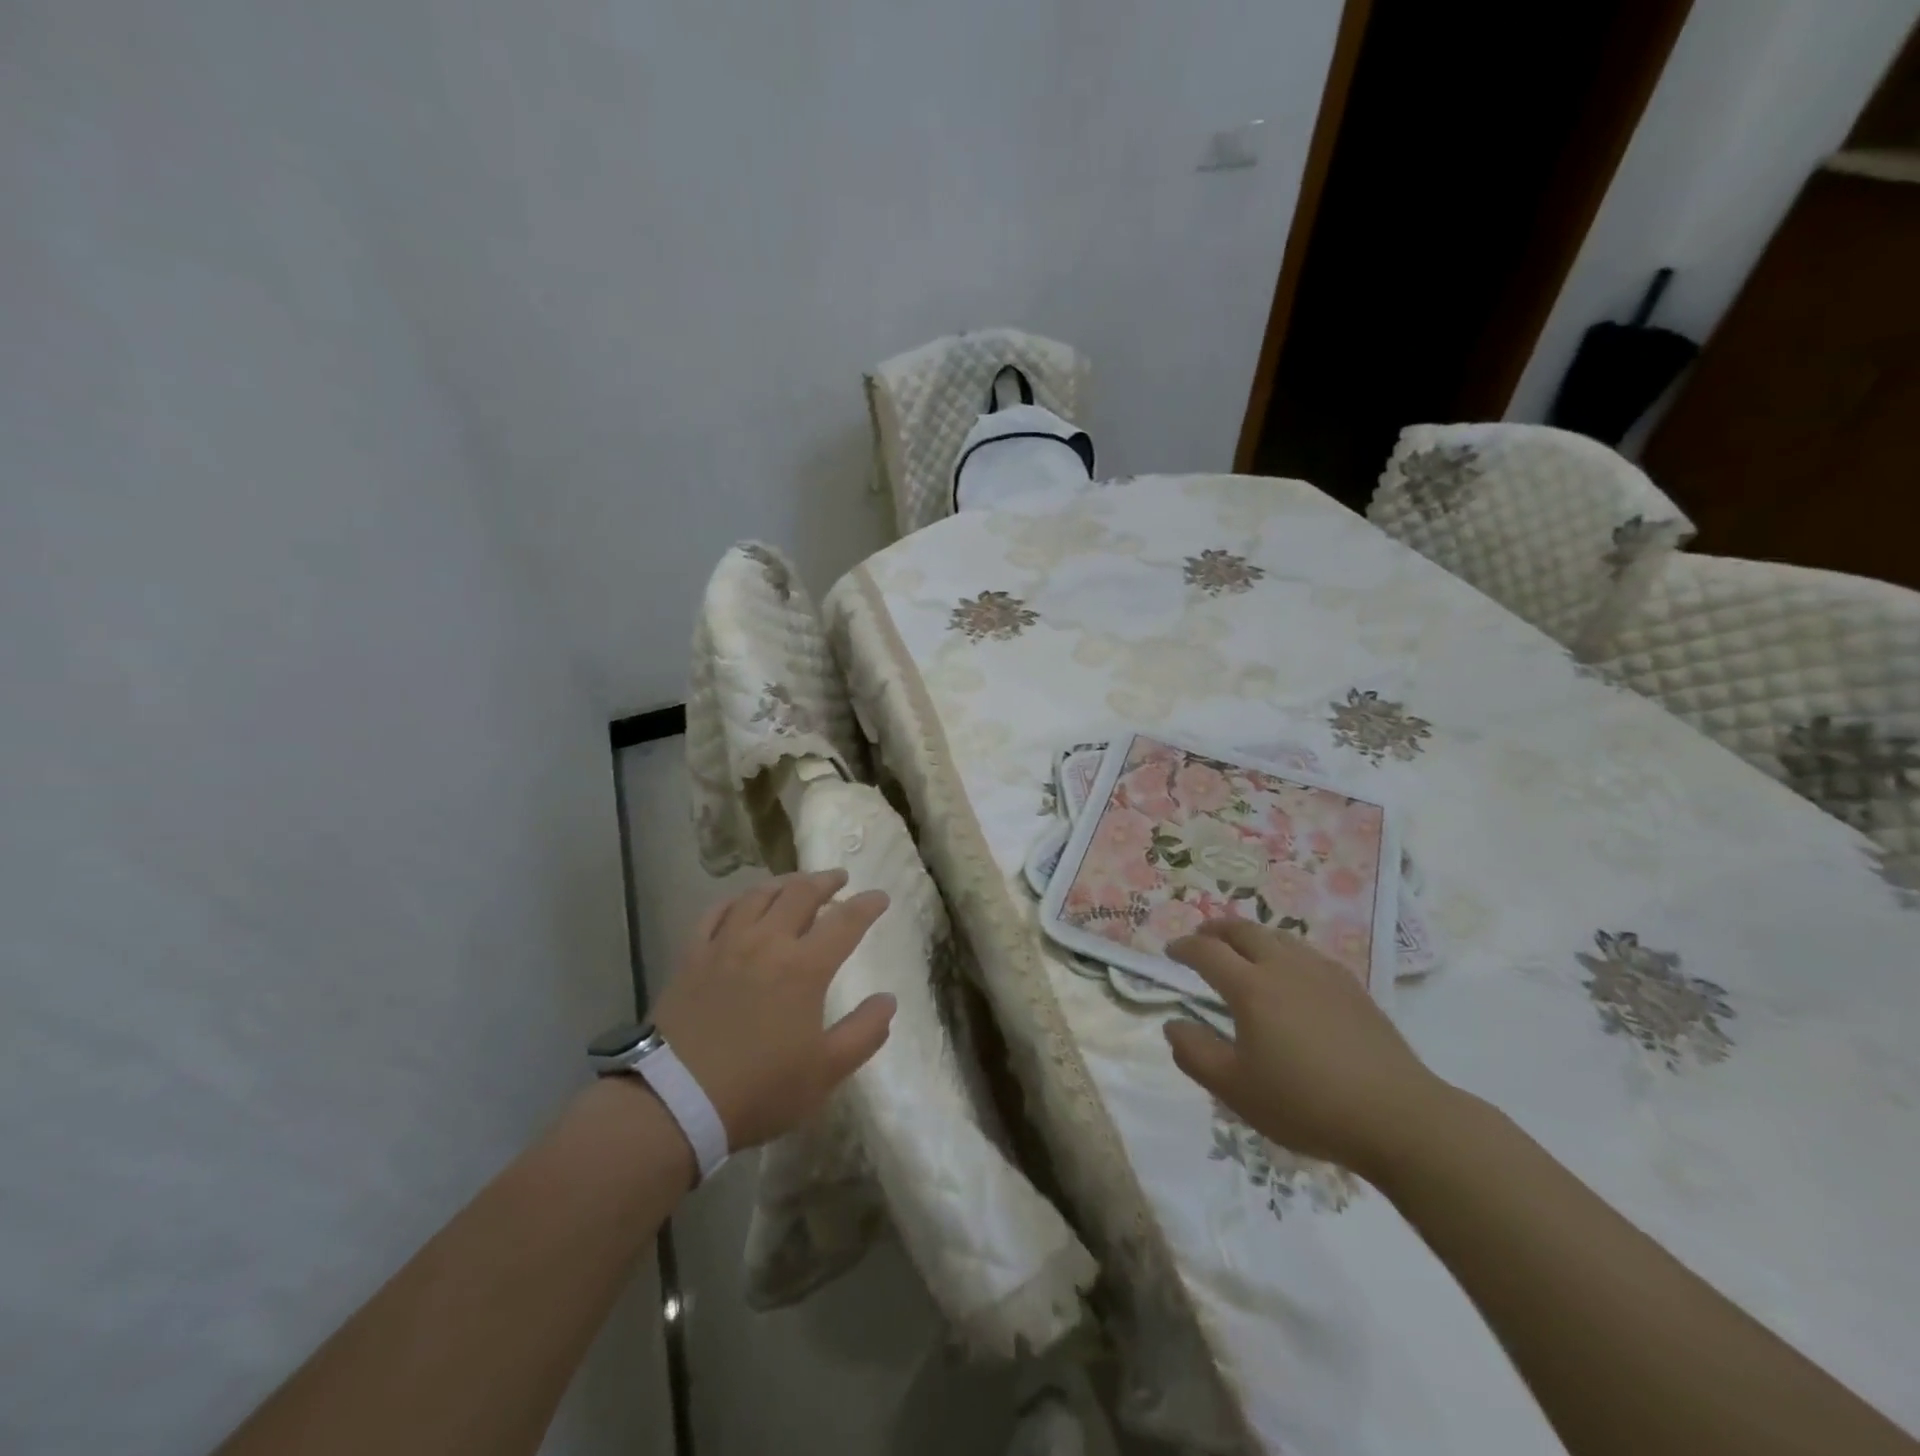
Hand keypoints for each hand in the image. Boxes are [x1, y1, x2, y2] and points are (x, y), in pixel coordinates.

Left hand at [651, 870, 894, 1150]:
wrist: (675, 1101)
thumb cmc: (760, 1089)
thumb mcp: (825, 1072)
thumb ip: (864, 1033)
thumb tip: (888, 1000)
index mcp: (805, 967)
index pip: (845, 922)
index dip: (866, 906)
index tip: (880, 897)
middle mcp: (767, 942)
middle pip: (800, 894)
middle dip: (825, 881)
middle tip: (839, 878)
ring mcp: (726, 944)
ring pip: (758, 895)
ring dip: (784, 883)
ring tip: (796, 883)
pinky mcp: (692, 955)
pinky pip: (716, 912)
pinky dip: (736, 900)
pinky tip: (742, 902)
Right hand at [1162, 920, 1445, 1179]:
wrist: (1397, 1117)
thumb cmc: (1306, 1104)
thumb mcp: (1235, 1090)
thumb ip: (1195, 1054)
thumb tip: (1173, 1025)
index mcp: (1250, 987)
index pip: (1207, 952)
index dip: (1184, 948)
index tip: (1171, 952)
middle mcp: (1283, 967)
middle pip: (1243, 930)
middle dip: (1216, 930)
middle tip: (1202, 938)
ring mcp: (1322, 973)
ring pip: (1278, 936)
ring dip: (1251, 936)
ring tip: (1242, 950)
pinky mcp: (1352, 987)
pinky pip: (1307, 952)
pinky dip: (1284, 950)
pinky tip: (1290, 972)